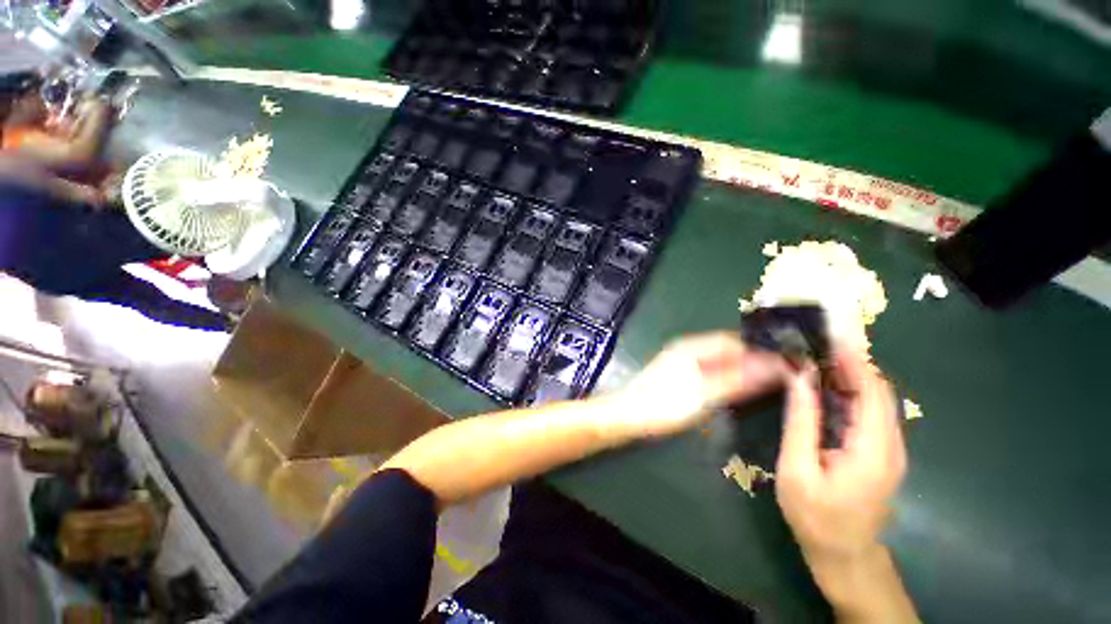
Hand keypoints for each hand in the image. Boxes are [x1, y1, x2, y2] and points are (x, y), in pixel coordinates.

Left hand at [611, 332, 786, 438]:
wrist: (627, 417)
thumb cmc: (663, 405)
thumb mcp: (703, 394)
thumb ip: (737, 380)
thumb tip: (775, 367)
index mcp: (691, 347)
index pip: (734, 341)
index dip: (760, 350)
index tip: (788, 362)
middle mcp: (688, 349)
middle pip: (728, 350)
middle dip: (755, 359)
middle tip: (786, 373)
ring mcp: (684, 363)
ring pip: (721, 361)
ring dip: (744, 369)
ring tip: (773, 381)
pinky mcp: (682, 377)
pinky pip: (712, 371)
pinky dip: (730, 377)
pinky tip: (743, 389)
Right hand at [776, 347, 905, 569]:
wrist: (843, 556)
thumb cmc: (816, 517)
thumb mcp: (798, 470)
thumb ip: (801, 422)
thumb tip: (799, 378)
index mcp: (873, 449)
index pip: (873, 391)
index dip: (853, 361)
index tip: (827, 337)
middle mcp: (890, 444)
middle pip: (878, 391)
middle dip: (849, 362)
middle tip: (814, 343)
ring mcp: (888, 449)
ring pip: (875, 400)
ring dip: (848, 375)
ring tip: (814, 357)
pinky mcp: (879, 453)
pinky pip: (868, 413)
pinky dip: (848, 393)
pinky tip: (823, 387)